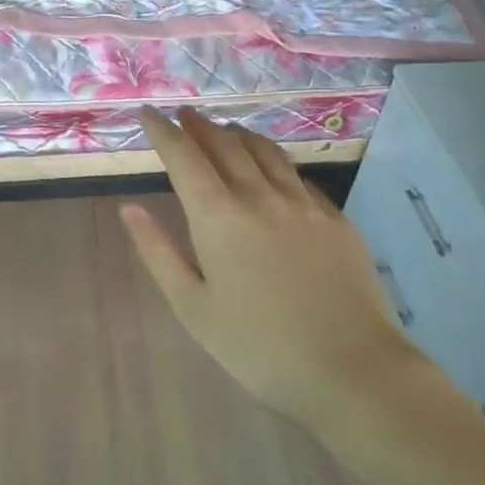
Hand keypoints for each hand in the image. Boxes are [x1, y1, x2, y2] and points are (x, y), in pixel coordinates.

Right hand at [122, 107, 417, 430]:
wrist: (353, 370)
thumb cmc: (260, 348)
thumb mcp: (194, 308)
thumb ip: (158, 252)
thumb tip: (130, 208)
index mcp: (219, 216)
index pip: (184, 156)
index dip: (162, 130)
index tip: (148, 113)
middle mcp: (259, 195)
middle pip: (224, 144)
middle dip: (199, 126)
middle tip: (184, 116)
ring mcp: (302, 203)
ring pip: (265, 150)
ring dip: (238, 134)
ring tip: (225, 130)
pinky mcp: (335, 218)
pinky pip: (297, 175)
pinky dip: (275, 161)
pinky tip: (275, 170)